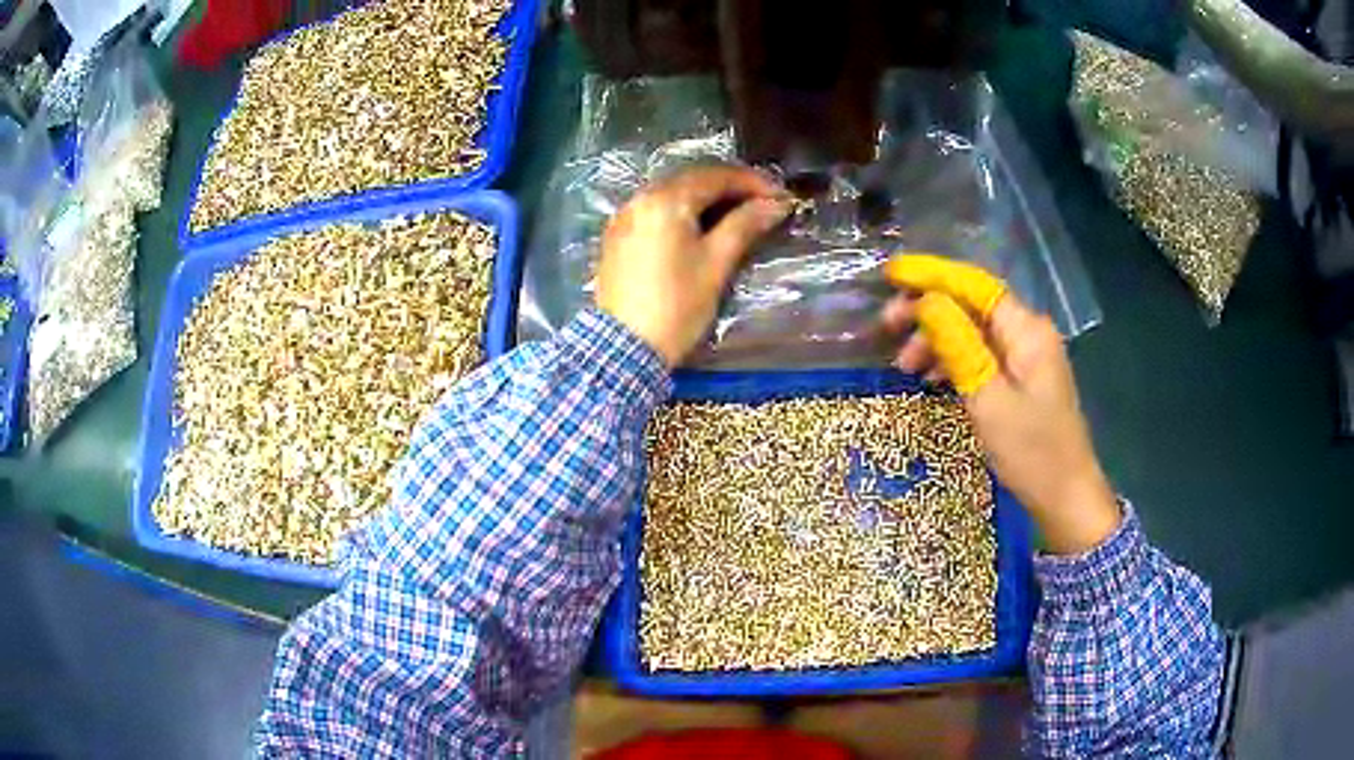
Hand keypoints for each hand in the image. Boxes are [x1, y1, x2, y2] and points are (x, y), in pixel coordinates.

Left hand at [596, 166, 792, 366]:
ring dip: (706, 196)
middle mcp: (640, 198)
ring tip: (737, 212)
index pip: (716, 176)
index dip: (752, 183)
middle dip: (730, 186)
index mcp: (665, 200)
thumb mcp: (716, 264)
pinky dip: (682, 210)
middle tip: (763, 202)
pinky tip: (700, 225)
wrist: (624, 348)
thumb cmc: (677, 306)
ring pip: (672, 192)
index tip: (781, 197)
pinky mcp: (617, 236)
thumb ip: (745, 225)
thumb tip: (775, 204)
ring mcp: (624, 216)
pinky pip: (655, 209)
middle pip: (692, 179)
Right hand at [883, 255, 1120, 554]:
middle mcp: (1028, 333)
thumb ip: (959, 345)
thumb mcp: (988, 400)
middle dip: (928, 310)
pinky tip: (932, 379)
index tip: (890, 276)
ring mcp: (1027, 356)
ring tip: (904, 365)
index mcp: (1026, 331)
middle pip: (972, 305)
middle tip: (887, 328)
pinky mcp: (1022, 379)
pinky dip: (954, 360)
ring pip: (973, 330)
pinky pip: (982, 354)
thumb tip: (927, 301)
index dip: (932, 275)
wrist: (1066, 498)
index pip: (975, 285)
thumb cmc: (1031, 452)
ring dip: (937, 339)